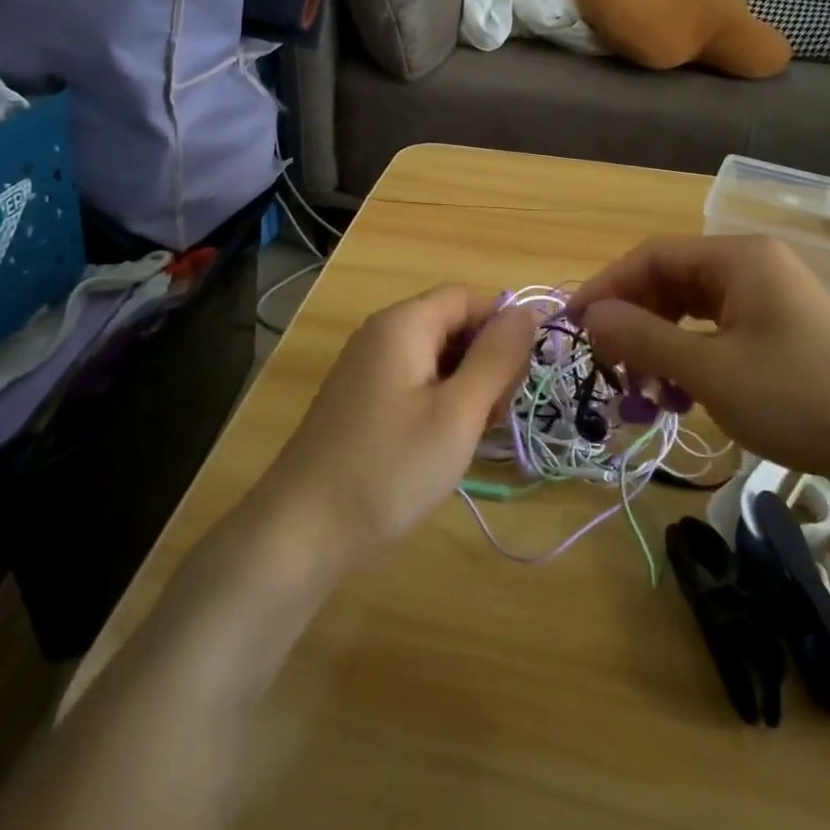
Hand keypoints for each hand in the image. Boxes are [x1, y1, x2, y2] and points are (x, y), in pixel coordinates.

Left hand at [256, 286, 537, 567]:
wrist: (301, 531)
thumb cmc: (390, 467)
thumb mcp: (458, 413)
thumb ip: (497, 356)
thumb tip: (527, 311)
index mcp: (404, 323)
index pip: (470, 298)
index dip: (502, 329)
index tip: (516, 381)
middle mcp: (381, 333)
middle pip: (453, 324)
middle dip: (485, 362)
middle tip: (491, 418)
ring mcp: (366, 367)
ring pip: (436, 357)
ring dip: (465, 387)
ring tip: (467, 438)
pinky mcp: (359, 399)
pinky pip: (413, 382)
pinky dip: (438, 403)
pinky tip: (439, 445)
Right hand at [569, 235, 829, 498]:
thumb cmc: (800, 400)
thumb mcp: (711, 372)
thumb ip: (644, 339)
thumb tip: (590, 317)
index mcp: (739, 259)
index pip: (653, 256)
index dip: (606, 286)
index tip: (573, 324)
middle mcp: (754, 267)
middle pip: (672, 281)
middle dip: (634, 322)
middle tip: (609, 365)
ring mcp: (771, 298)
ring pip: (692, 310)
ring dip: (660, 345)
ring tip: (645, 392)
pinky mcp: (781, 330)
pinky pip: (718, 331)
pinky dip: (690, 357)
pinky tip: (682, 395)